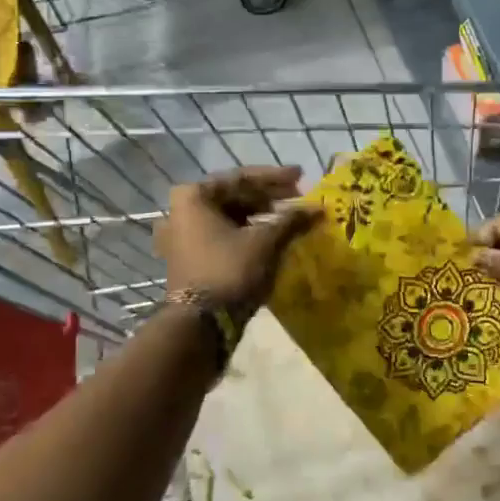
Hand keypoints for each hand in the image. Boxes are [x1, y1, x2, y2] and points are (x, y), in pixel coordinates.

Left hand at [156, 166, 321, 311]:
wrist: (201, 324)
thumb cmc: (230, 270)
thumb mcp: (265, 241)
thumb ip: (292, 219)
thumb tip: (319, 208)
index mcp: (193, 197)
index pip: (241, 178)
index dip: (275, 178)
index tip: (301, 176)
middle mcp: (180, 211)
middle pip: (232, 195)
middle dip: (268, 197)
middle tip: (297, 198)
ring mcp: (181, 236)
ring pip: (228, 216)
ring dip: (259, 216)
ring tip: (288, 218)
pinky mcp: (188, 258)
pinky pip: (221, 234)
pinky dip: (246, 233)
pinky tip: (270, 237)